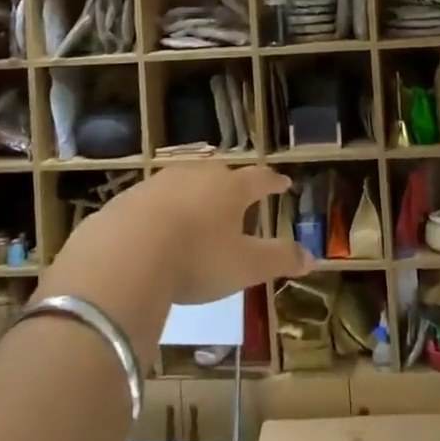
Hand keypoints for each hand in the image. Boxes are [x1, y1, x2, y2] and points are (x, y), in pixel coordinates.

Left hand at [49, 162, 311, 312]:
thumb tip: (313, 258)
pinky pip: (152, 200)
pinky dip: (161, 211)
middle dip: (230, 184)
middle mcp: (198, 176)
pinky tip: (156, 229)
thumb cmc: (197, 258)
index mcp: (231, 188)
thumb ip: (279, 259)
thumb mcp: (245, 266)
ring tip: (197, 210)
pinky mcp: (129, 198)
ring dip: (194, 194)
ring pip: (184, 181)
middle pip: (220, 174)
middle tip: (236, 196)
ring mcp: (160, 183)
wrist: (126, 253)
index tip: (283, 182)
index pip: (260, 179)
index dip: (273, 182)